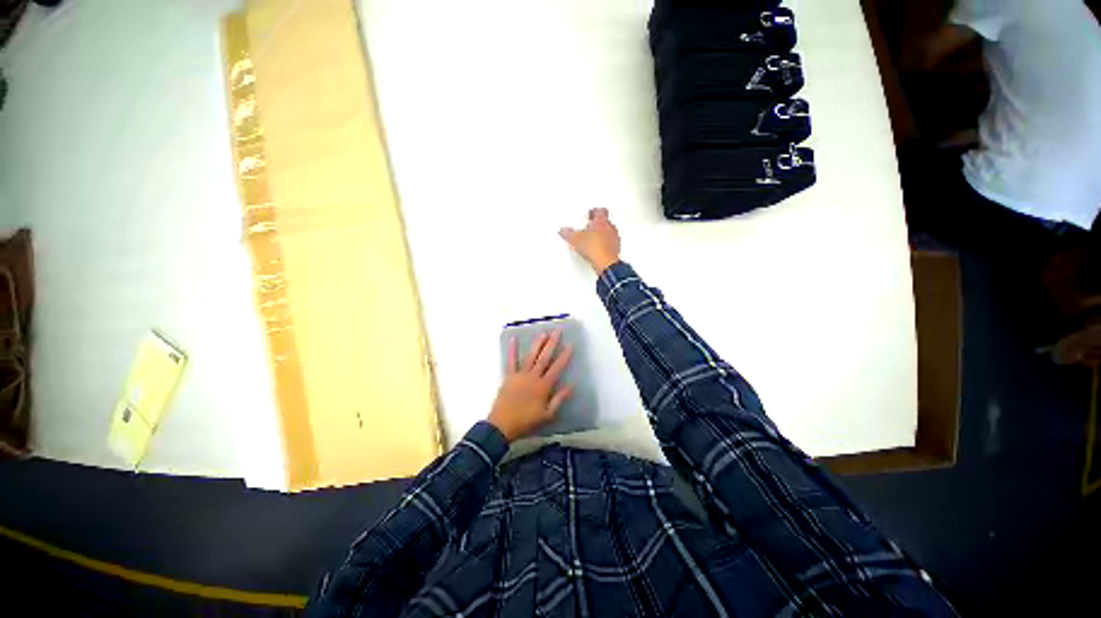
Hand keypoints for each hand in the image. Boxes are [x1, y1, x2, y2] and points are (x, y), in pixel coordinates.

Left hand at [488, 331, 573, 441]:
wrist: (503, 425)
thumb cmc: (527, 421)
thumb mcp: (547, 414)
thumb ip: (559, 399)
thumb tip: (571, 385)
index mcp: (544, 386)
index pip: (557, 368)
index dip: (564, 356)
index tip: (570, 344)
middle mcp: (533, 377)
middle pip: (544, 358)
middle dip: (552, 344)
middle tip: (557, 331)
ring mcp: (520, 375)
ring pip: (530, 356)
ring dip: (537, 344)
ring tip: (543, 332)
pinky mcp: (509, 376)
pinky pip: (511, 361)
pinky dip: (512, 350)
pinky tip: (513, 339)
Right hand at [559, 208, 620, 274]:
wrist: (605, 262)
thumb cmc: (595, 247)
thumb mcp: (575, 239)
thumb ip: (568, 233)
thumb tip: (563, 231)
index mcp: (601, 221)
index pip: (600, 211)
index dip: (594, 211)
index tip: (590, 214)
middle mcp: (610, 228)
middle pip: (605, 221)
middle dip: (597, 224)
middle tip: (590, 226)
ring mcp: (614, 239)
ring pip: (609, 232)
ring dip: (602, 234)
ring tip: (593, 239)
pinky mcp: (616, 249)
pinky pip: (610, 244)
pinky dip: (604, 245)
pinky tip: (597, 250)